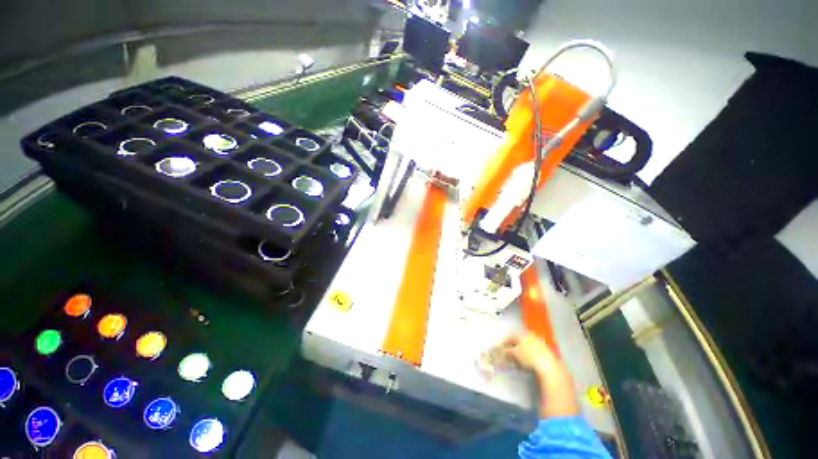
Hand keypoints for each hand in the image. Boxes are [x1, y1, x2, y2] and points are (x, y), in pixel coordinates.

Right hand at [503, 331, 578, 417]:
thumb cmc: (529, 357)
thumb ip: (506, 351)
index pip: (510, 337)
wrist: (549, 367)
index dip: (504, 343)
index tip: (500, 350)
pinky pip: (533, 352)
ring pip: (526, 346)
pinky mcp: (546, 351)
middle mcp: (531, 335)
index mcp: (522, 333)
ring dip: (521, 352)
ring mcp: (539, 343)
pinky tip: (527, 363)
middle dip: (512, 347)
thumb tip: (500, 350)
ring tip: (517, 361)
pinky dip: (528, 356)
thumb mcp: (514, 354)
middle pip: (518, 341)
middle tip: (508, 355)